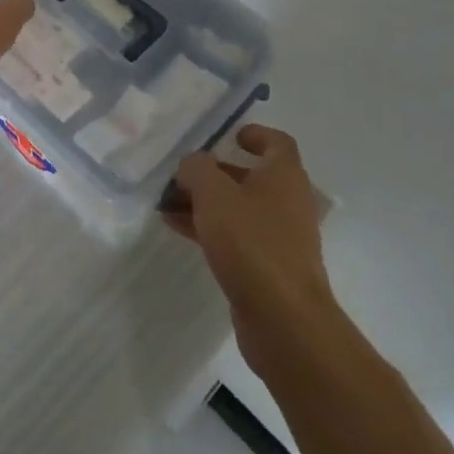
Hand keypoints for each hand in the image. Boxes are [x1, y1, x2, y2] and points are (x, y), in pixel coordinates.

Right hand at [167, 126, 336, 359]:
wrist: (284, 319)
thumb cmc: (252, 243)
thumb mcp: (214, 194)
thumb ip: (197, 169)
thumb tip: (192, 164)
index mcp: (284, 176)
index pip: (277, 143)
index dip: (255, 134)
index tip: (229, 135)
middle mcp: (287, 202)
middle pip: (251, 176)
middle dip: (215, 172)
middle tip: (181, 173)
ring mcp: (279, 237)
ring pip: (238, 208)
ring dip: (205, 202)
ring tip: (167, 202)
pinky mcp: (267, 267)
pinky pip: (235, 237)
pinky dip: (209, 228)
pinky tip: (176, 228)